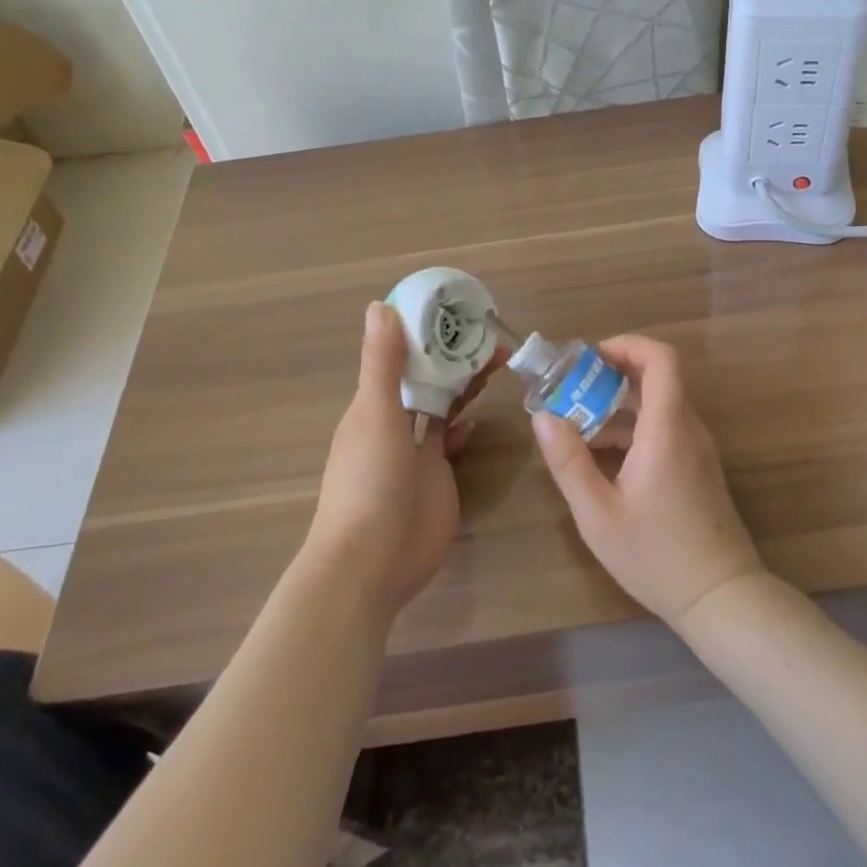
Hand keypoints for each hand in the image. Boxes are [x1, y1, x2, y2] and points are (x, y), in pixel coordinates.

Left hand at [308, 302, 478, 614]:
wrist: (373, 561)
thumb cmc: (369, 481)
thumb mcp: (375, 414)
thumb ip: (381, 363)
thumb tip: (381, 305)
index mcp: (374, 403)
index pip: (401, 356)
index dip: (426, 332)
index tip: (457, 309)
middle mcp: (394, 422)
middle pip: (427, 379)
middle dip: (454, 356)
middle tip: (492, 334)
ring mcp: (416, 452)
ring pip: (442, 407)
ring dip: (463, 384)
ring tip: (497, 361)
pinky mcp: (437, 477)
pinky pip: (451, 441)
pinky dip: (464, 426)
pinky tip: (480, 417)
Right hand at [531, 335, 765, 629]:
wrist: (721, 597)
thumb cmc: (656, 555)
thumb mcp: (598, 513)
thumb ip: (569, 461)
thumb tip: (543, 417)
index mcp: (667, 429)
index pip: (660, 358)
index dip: (626, 345)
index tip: (587, 359)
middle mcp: (688, 429)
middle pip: (656, 378)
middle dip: (610, 376)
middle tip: (569, 392)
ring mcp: (697, 448)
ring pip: (658, 405)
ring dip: (618, 406)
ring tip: (575, 426)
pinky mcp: (697, 467)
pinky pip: (664, 429)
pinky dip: (633, 429)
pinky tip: (602, 457)